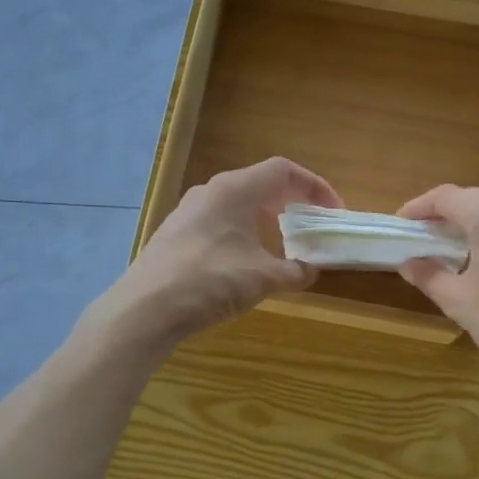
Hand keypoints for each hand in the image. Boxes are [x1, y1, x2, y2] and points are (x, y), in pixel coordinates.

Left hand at [100, 157, 342, 346]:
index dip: (314, 186)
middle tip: (309, 225)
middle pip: (259, 184)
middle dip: (289, 202)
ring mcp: (187, 212)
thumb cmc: (211, 281)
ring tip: (280, 246)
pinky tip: (243, 263)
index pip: (283, 170)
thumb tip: (310, 270)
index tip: (332, 210)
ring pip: (236, 205)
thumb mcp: (263, 278)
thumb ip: (294, 271)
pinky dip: (241, 233)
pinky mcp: (174, 235)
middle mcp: (210, 191)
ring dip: (263, 220)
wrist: (146, 308)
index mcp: (235, 189)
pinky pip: (218, 223)